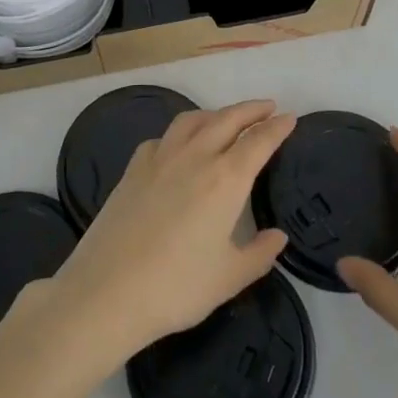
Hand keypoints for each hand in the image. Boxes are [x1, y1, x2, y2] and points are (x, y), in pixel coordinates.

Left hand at [34, 100, 293, 366]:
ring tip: (226, 118)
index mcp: (225, 179)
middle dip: (251, 110)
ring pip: (192, 120)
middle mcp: (195, 157)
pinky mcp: (133, 168)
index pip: (258, 142)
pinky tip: (179, 146)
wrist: (107, 290)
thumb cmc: (177, 287)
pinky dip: (179, 133)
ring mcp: (160, 158)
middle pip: (227, 119)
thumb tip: (278, 236)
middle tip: (268, 107)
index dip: (277, 128)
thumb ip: (259, 253)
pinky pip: (162, 138)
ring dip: (215, 113)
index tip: (290, 118)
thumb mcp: (229, 278)